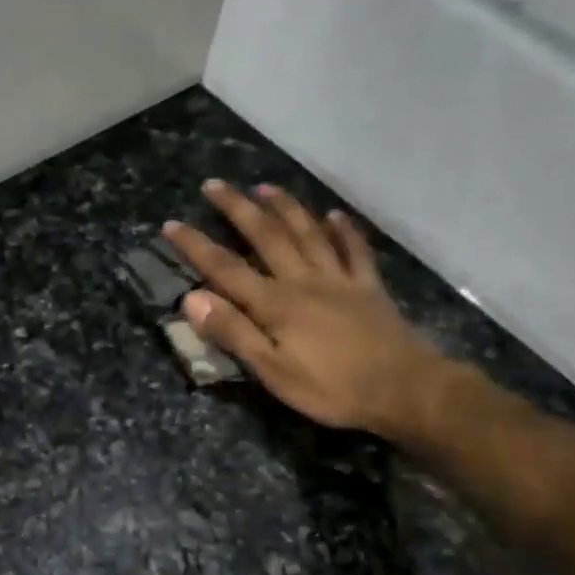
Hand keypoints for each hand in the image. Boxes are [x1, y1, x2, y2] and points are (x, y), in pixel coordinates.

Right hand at [163, 180, 459, 442]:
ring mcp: (339, 279)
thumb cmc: (332, 388)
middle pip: (266, 236)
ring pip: (308, 233)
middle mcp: (303, 281)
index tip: (171, 224)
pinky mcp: (368, 287)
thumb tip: (192, 298)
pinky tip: (334, 215)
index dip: (196, 245)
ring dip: (284, 207)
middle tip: (215, 185)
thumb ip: (234, 333)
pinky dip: (343, 230)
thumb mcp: (273, 371)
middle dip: (237, 208)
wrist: (403, 389)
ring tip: (265, 186)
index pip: (225, 268)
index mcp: (276, 304)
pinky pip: (354, 250)